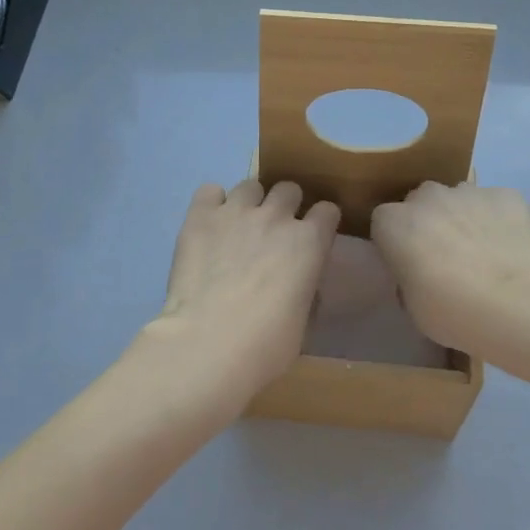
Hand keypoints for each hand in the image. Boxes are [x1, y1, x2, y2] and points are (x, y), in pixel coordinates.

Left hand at [152, 178, 340, 400]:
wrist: (210, 343)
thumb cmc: (266, 345)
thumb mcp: (303, 319)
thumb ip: (304, 287)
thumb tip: (297, 282)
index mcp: (310, 242)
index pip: (328, 211)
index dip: (320, 223)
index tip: (313, 236)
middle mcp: (276, 216)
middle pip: (289, 189)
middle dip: (285, 206)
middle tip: (272, 232)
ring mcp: (237, 211)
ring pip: (251, 185)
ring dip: (249, 203)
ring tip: (237, 227)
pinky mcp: (201, 215)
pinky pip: (210, 191)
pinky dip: (212, 204)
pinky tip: (208, 225)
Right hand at [370, 181, 529, 365]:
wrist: (516, 303)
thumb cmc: (452, 311)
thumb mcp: (413, 306)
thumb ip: (410, 278)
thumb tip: (421, 273)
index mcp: (394, 222)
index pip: (385, 222)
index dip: (398, 242)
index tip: (411, 265)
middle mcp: (427, 196)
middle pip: (422, 202)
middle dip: (431, 222)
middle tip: (447, 258)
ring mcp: (469, 191)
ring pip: (461, 199)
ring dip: (466, 218)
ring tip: (485, 255)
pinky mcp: (508, 195)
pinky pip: (498, 205)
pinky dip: (502, 221)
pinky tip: (514, 250)